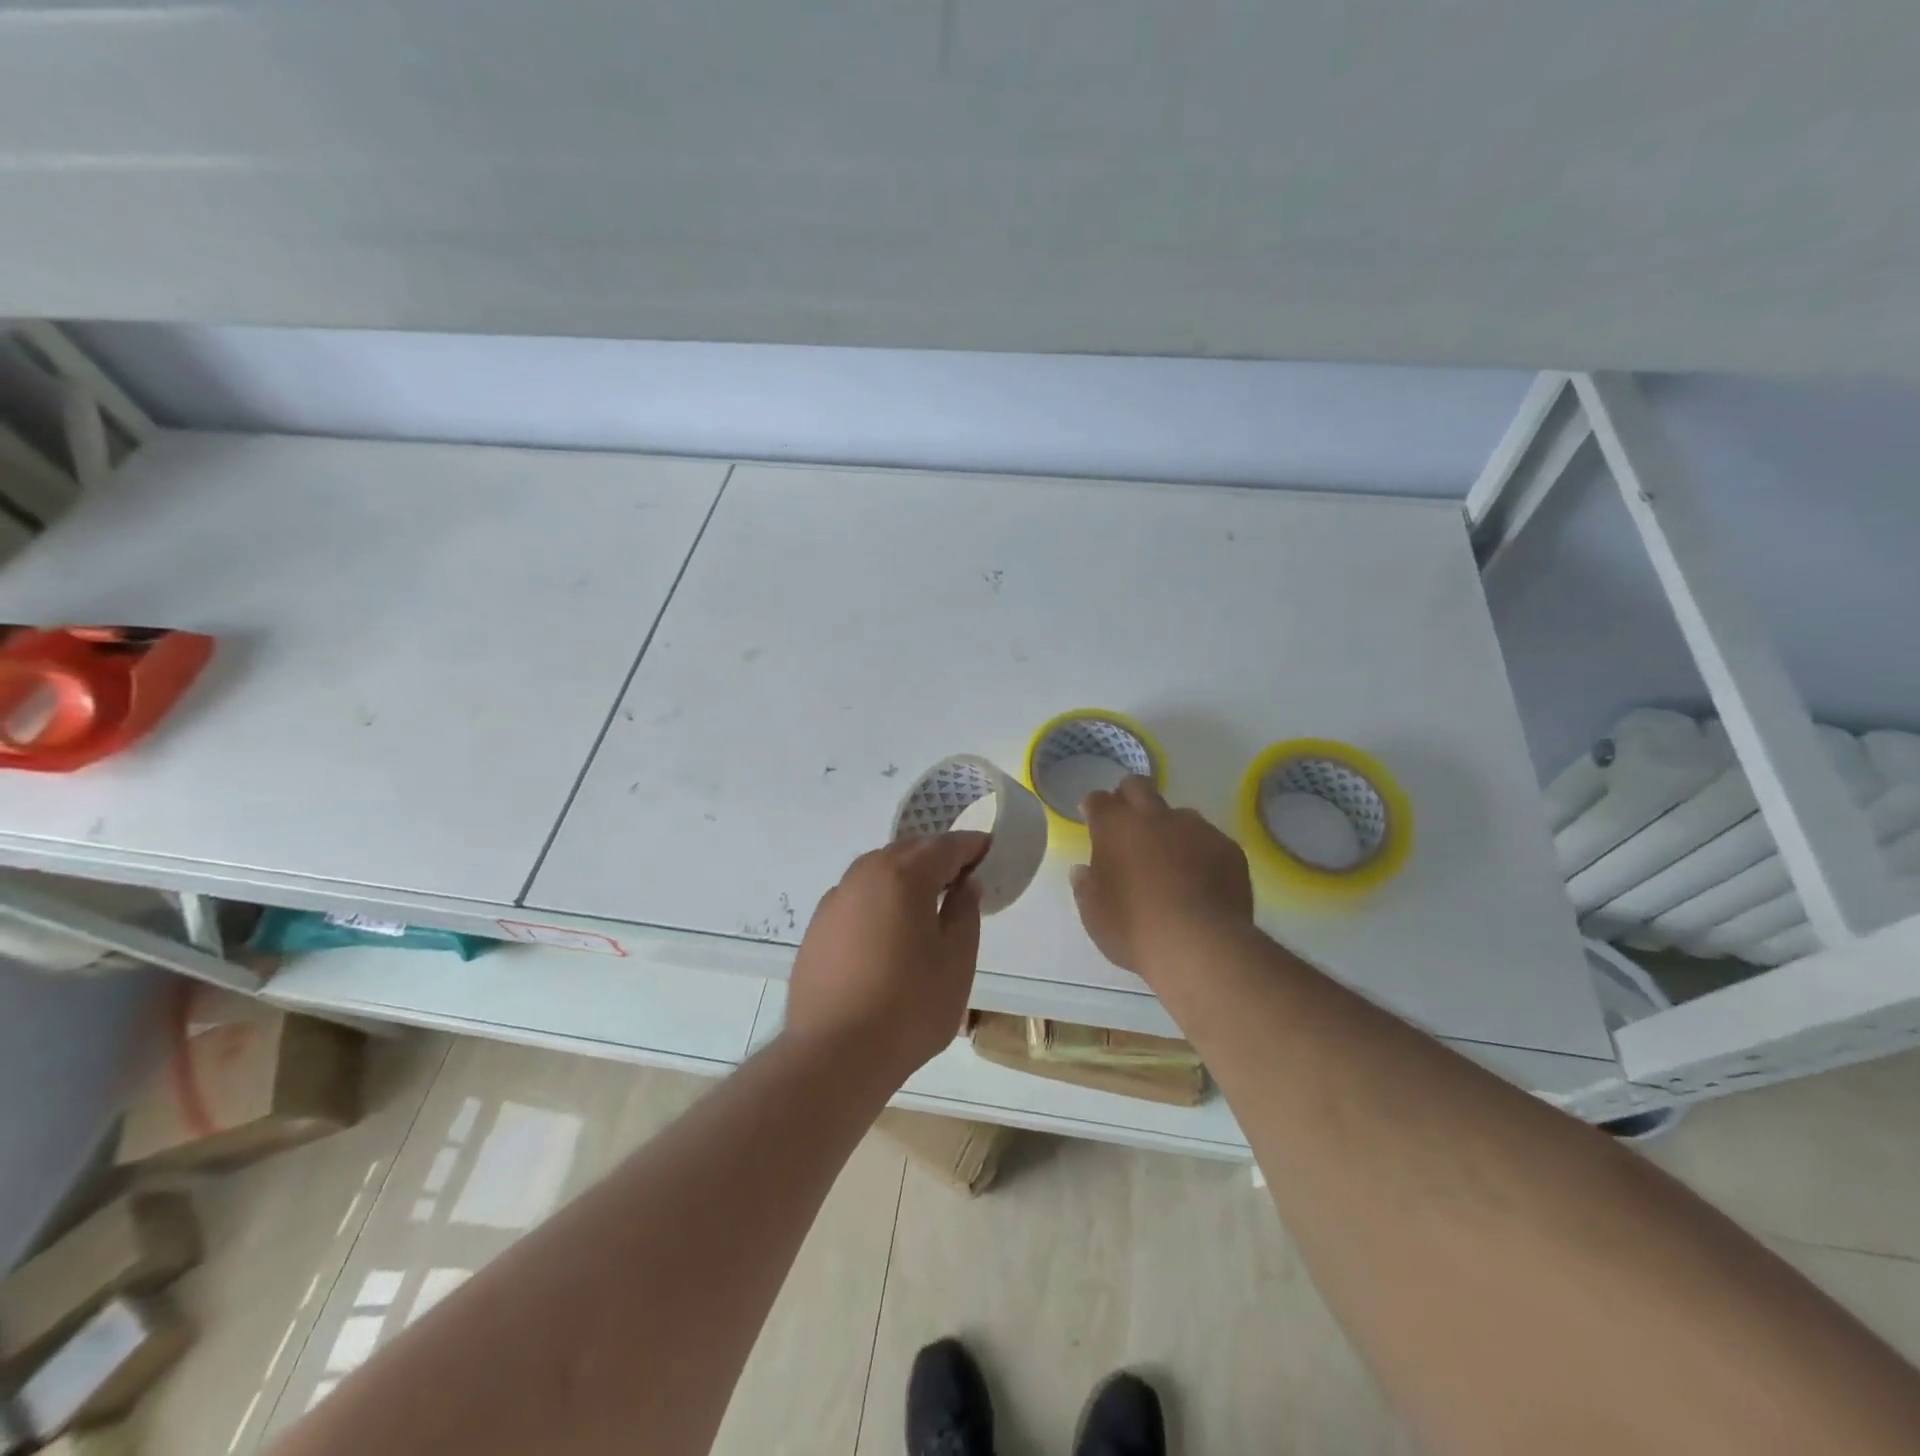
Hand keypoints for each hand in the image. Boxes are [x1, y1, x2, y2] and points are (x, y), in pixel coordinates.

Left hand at [783, 833, 989, 1080]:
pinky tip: (887, 931)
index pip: (945, 846)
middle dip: (936, 856)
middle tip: (961, 877)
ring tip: (925, 902)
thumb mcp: (956, 960)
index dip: (971, 846)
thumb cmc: (909, 1006)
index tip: (989, 851)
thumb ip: (964, 912)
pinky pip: (856, 897)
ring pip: (877, 871)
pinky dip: (878, 899)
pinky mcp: (817, 928)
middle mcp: (864, 876)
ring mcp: (835, 901)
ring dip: (904, 875)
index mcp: (903, 876)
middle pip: (907, 851)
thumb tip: (965, 884)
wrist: (834, 1054)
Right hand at [1072, 776, 1253, 980]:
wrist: (1200, 945)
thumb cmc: (1134, 929)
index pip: (1098, 800)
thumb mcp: (1094, 915)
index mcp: (1115, 828)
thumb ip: (1086, 887)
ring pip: (1179, 813)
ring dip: (1169, 828)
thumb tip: (1084, 871)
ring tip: (1171, 859)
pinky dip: (1201, 852)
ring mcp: (1195, 828)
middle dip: (1129, 796)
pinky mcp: (1227, 847)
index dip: (1094, 807)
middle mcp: (1154, 817)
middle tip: (1127, 822)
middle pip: (1138, 786)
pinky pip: (1209, 840)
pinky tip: (1202, 879)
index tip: (1093, 819)